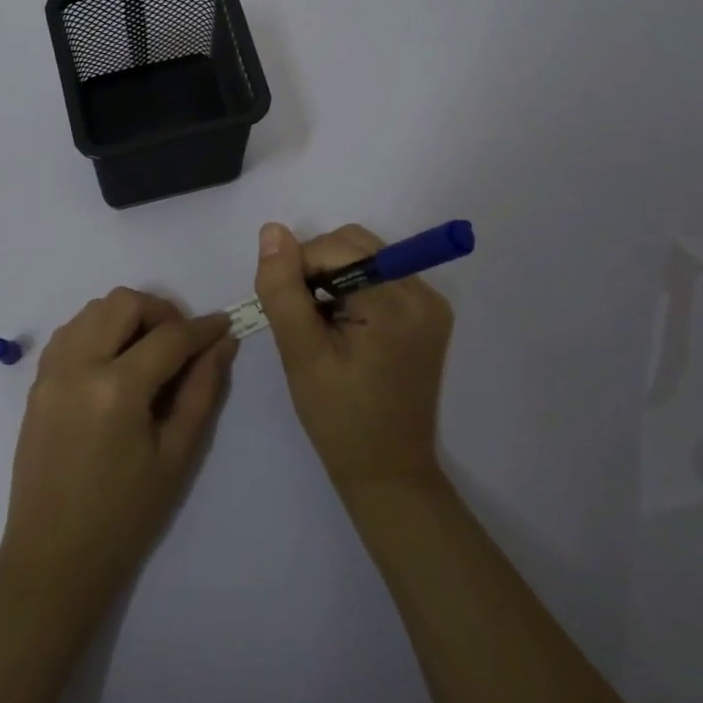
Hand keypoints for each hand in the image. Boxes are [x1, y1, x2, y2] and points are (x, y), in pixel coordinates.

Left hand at [0, 289, 237, 607]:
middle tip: (181, 344)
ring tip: (148, 352)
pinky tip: (115, 362)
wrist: (53, 559)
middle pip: (124, 303)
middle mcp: (78, 366)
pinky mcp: (36, 382)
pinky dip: (97, 330)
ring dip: (127, 317)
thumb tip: (222, 343)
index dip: (202, 328)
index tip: (223, 324)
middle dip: (161, 312)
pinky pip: (70, 331)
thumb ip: (202, 391)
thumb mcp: (176, 456)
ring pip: (93, 309)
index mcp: (117, 389)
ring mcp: (51, 372)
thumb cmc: (125, 516)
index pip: (169, 337)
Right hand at [255, 222, 453, 493]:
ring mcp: (430, 303)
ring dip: (333, 278)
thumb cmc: (340, 418)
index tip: (289, 311)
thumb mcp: (300, 353)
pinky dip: (353, 289)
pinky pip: (381, 276)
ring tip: (322, 326)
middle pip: (355, 244)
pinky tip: (343, 328)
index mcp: (397, 301)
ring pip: (365, 257)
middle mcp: (423, 292)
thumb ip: (282, 289)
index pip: (336, 247)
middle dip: (318, 268)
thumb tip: (272, 231)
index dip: (300, 268)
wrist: (387, 471)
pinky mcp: (427, 314)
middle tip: (304, 317)